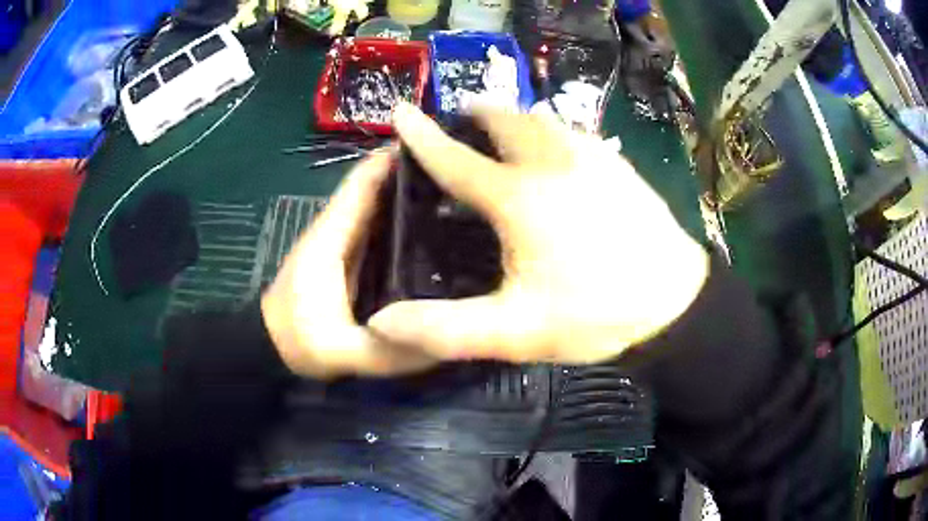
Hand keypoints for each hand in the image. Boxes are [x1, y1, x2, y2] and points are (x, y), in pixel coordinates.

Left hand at [261, 150, 437, 377]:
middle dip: (415, 174)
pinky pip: (380, 227)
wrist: (270, 346)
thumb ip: (389, 351)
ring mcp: (343, 241)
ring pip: (380, 205)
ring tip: (459, 192)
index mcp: (332, 237)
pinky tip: (434, 226)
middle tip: (465, 171)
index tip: (439, 146)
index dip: (395, 160)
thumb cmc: (298, 342)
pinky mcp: (348, 255)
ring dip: (411, 194)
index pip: (363, 183)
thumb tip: (446, 340)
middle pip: (377, 187)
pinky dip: (403, 218)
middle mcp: (339, 229)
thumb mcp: (344, 354)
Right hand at [368, 103, 708, 364]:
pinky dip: (549, 131)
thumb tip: (382, 323)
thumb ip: (446, 329)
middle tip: (459, 125)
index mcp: (521, 198)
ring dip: (514, 119)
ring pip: (543, 119)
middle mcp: (554, 163)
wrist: (677, 306)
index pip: (456, 159)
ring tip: (500, 133)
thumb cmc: (597, 316)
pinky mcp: (619, 165)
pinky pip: (573, 132)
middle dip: (476, 116)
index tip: (401, 110)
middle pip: (505, 121)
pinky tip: (553, 151)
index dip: (422, 136)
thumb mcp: (516, 332)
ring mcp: (592, 158)